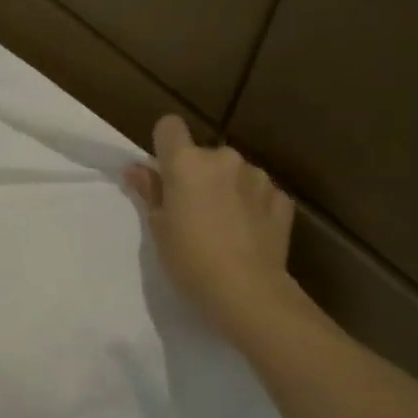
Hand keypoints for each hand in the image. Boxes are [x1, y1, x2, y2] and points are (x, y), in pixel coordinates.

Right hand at [125, 115, 301, 341]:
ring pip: (233, 173)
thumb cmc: (189, 259)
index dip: (163, 145)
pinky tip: (247, 235)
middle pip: (203, 155)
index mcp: (187, 163)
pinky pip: (258, 193)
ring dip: (226, 189)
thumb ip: (149, 191)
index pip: (169, 126)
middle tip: (191, 212)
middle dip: (198, 175)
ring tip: (223, 226)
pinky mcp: (282, 198)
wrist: (246, 291)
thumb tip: (135, 168)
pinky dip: (251, 206)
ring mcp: (258, 177)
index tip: (163, 173)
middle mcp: (224, 159)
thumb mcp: (158, 228)